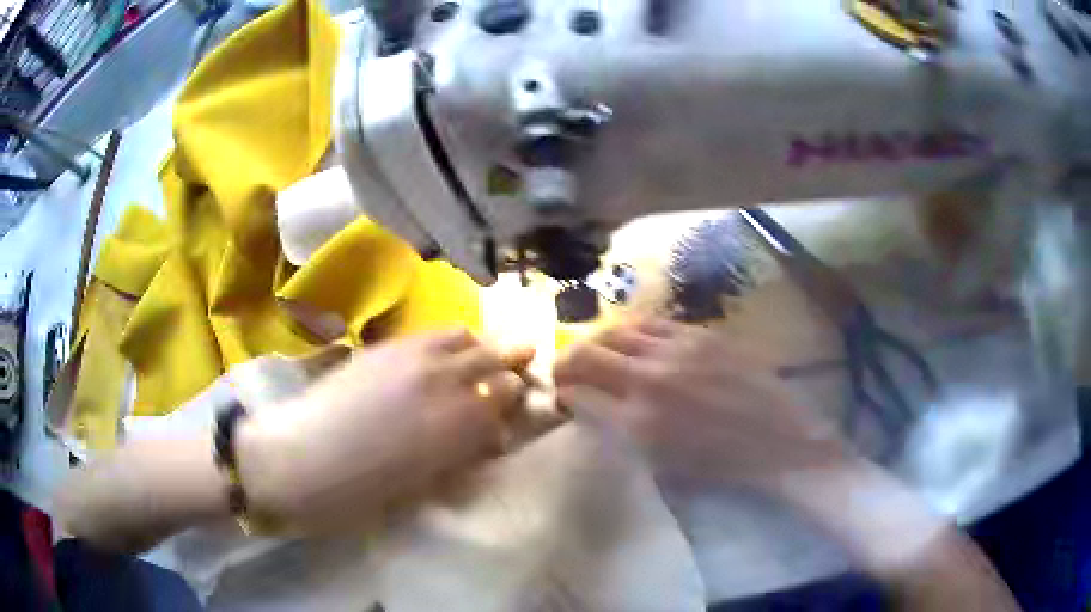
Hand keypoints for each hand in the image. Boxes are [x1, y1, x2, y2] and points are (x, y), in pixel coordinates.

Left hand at [238, 329, 532, 529]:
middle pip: (494, 356)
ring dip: (476, 348)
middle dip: (509, 364)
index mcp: (457, 423)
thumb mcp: (423, 486)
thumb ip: (463, 455)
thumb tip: (488, 438)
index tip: (513, 410)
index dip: (518, 398)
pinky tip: (435, 360)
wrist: (297, 461)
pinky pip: (428, 334)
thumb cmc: (361, 493)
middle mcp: (443, 379)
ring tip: (472, 363)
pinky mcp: (383, 347)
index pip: (509, 393)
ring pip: (462, 335)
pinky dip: (445, 343)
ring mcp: (411, 356)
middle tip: (508, 376)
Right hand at [554, 319, 848, 487]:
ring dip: (596, 341)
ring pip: (615, 330)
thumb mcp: (663, 465)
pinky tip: (633, 341)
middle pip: (586, 354)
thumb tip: (592, 407)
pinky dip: (631, 331)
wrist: (780, 441)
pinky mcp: (700, 334)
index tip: (564, 397)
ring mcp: (676, 351)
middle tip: (567, 372)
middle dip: (566, 362)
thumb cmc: (722, 466)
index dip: (563, 394)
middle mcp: (649, 380)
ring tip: (597, 352)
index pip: (578, 395)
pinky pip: (651, 322)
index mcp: (638, 423)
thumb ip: (621, 433)